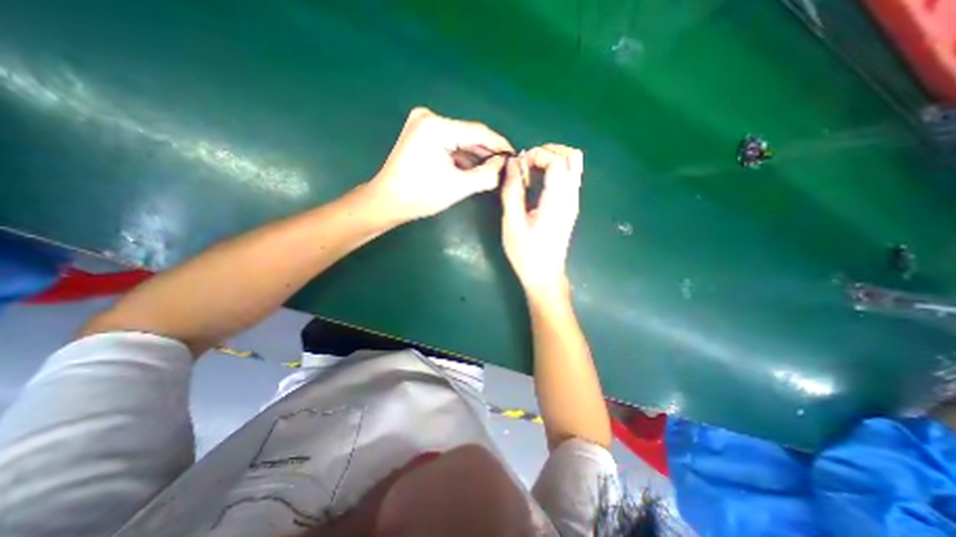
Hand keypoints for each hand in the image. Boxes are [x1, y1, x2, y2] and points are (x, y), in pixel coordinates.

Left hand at [367, 108, 514, 221]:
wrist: (388, 201)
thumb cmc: (421, 195)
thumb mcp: (458, 186)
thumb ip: (486, 174)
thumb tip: (503, 165)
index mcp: (436, 127)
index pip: (477, 132)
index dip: (499, 144)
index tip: (514, 154)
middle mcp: (429, 118)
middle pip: (468, 134)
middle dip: (487, 151)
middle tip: (505, 165)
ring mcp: (423, 125)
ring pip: (459, 139)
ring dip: (475, 154)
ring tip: (493, 168)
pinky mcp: (421, 134)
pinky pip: (449, 143)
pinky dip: (461, 155)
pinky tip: (474, 166)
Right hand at [502, 142, 581, 297]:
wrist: (544, 276)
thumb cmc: (526, 253)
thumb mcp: (512, 223)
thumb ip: (512, 191)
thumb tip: (512, 163)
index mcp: (557, 199)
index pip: (557, 160)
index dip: (537, 155)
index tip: (518, 166)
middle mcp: (571, 196)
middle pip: (572, 157)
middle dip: (548, 151)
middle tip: (526, 163)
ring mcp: (573, 202)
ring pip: (573, 166)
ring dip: (552, 159)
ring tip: (530, 171)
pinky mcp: (570, 207)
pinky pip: (568, 178)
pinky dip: (554, 171)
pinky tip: (537, 183)